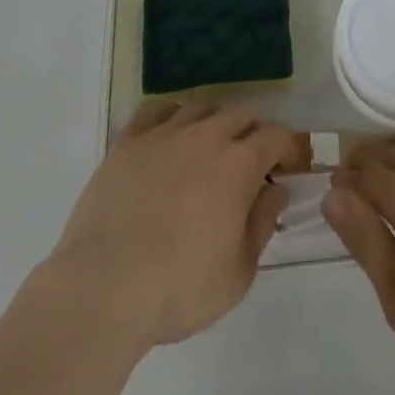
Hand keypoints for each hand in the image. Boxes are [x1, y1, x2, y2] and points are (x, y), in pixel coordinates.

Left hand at [48, 98, 295, 348]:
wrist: (103, 288)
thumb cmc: (178, 289)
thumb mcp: (237, 274)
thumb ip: (262, 224)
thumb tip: (276, 190)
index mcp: (238, 164)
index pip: (277, 136)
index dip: (289, 147)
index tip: (290, 166)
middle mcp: (206, 135)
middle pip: (241, 113)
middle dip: (254, 132)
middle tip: (251, 163)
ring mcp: (165, 133)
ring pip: (201, 105)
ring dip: (214, 121)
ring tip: (209, 148)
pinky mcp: (129, 140)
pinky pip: (157, 110)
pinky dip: (171, 116)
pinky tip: (170, 137)